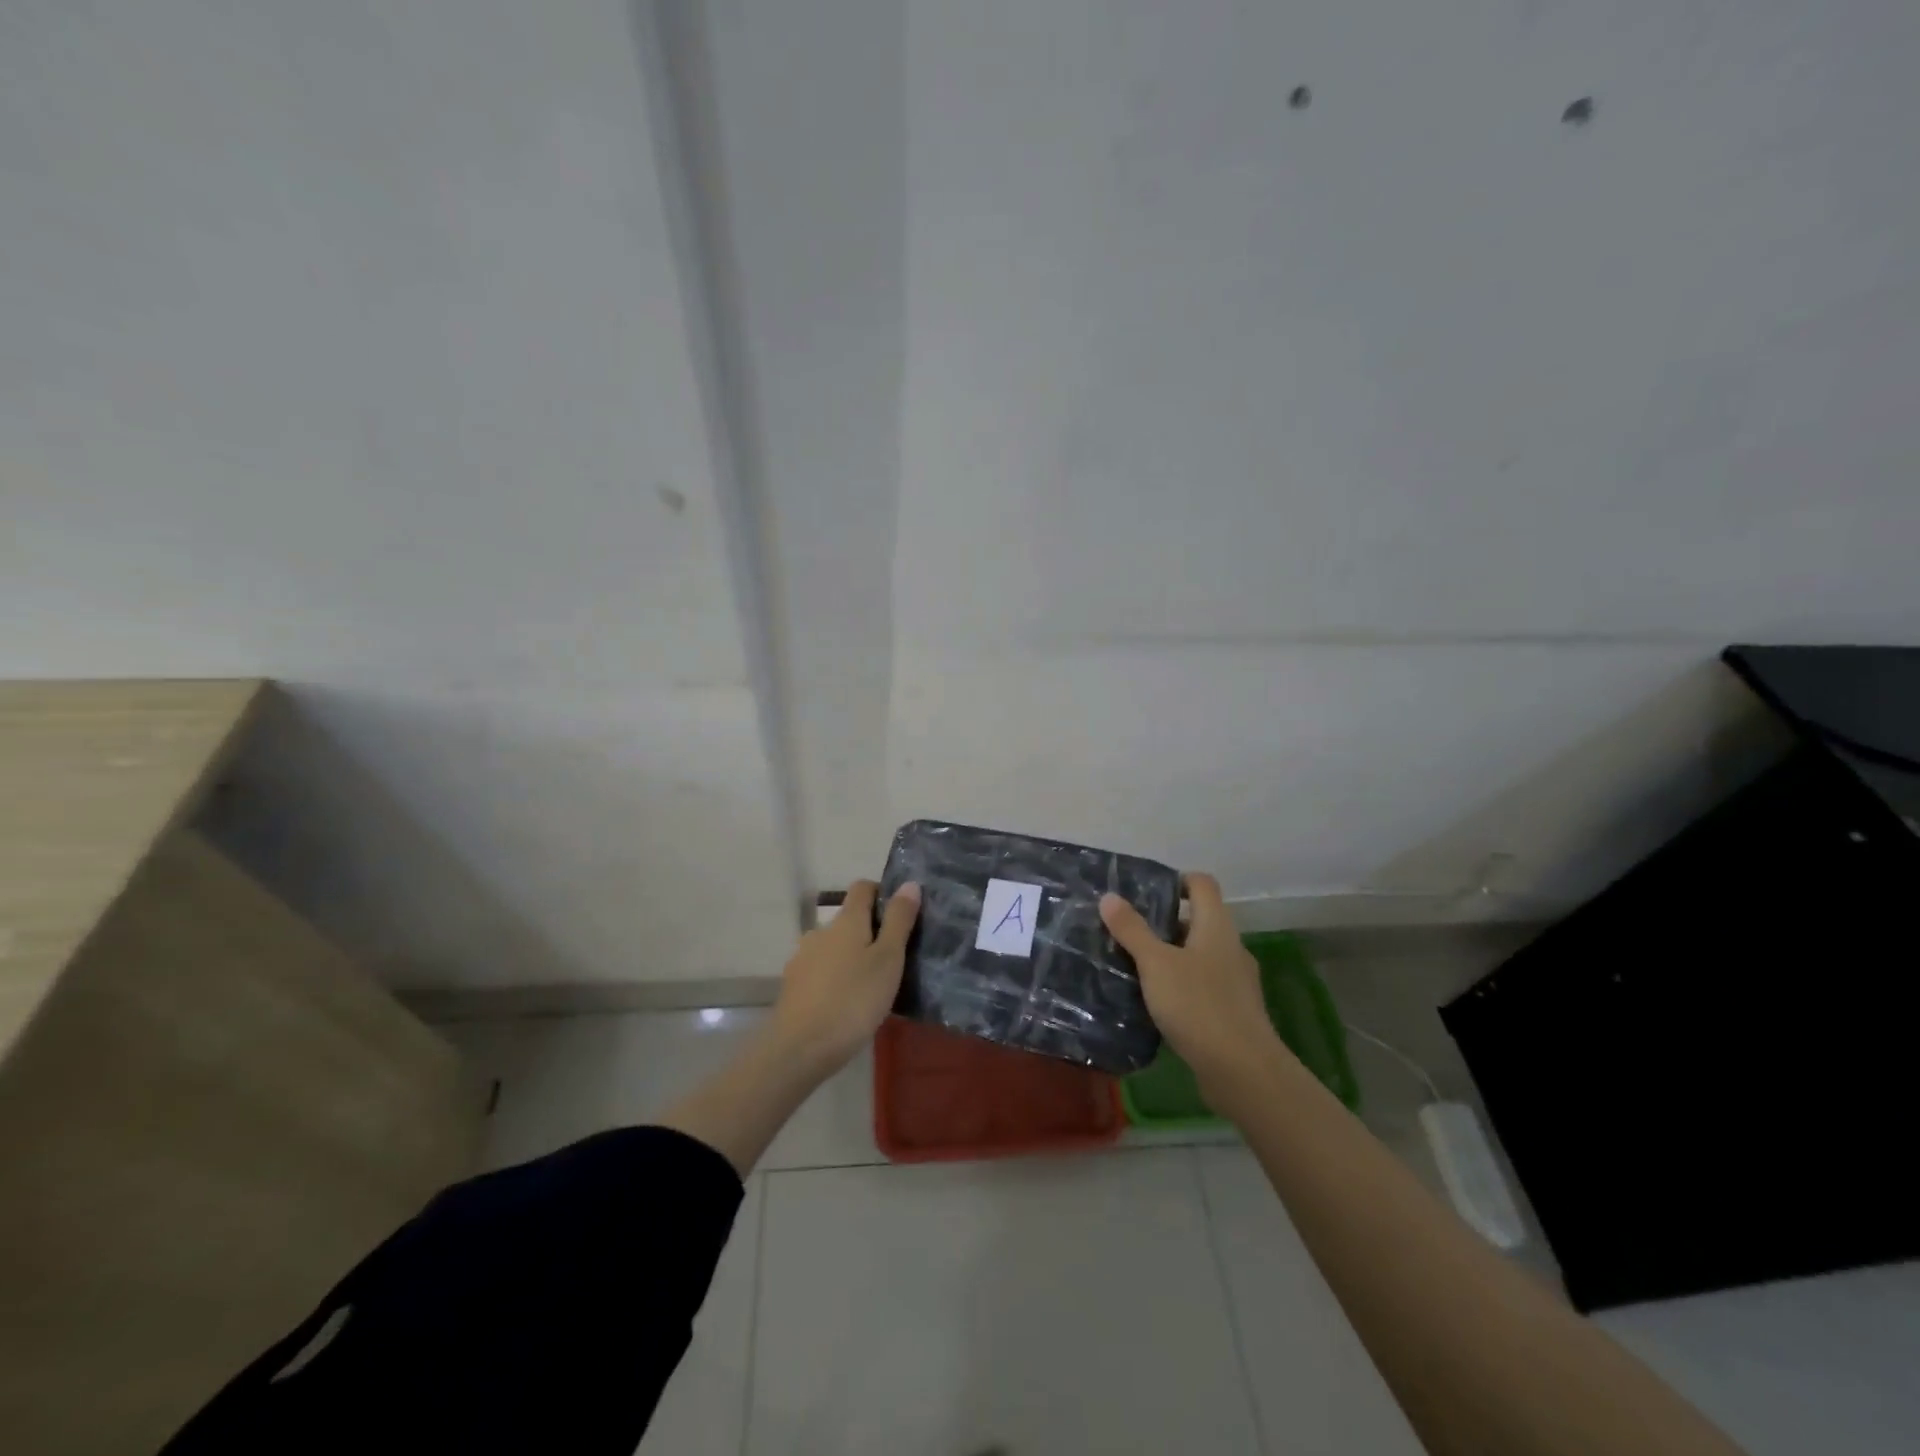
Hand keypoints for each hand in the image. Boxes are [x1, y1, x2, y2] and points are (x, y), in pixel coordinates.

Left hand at [770, 879, 920, 1076]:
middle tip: (893, 961)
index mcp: (846, 921)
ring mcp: (802, 958)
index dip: (882, 894)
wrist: (800, 1049)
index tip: (901, 917)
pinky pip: (821, 971)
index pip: (862, 887)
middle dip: (870, 932)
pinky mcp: (793, 985)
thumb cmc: (853, 1000)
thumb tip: (909, 883)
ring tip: (871, 987)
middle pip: (849, 919)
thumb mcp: (888, 959)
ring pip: (834, 947)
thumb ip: (899, 920)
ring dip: (852, 957)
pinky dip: (835, 978)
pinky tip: (846, 1004)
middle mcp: (820, 931)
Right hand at [1100, 873, 1288, 1097]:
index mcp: (1216, 925)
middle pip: (1198, 920)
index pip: (1202, 883)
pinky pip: (1201, 986)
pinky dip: (1179, 986)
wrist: (1243, 1071)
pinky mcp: (1232, 1011)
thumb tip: (1109, 897)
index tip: (1144, 893)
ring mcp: (1235, 981)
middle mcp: (1230, 947)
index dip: (1176, 880)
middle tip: (1126, 930)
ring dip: (1169, 957)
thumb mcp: (1156, 964)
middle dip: (1163, 923)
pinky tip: (1155, 1003)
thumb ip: (1132, 930)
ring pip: (1198, 955)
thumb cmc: (1198, 1005)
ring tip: (1133, 966)